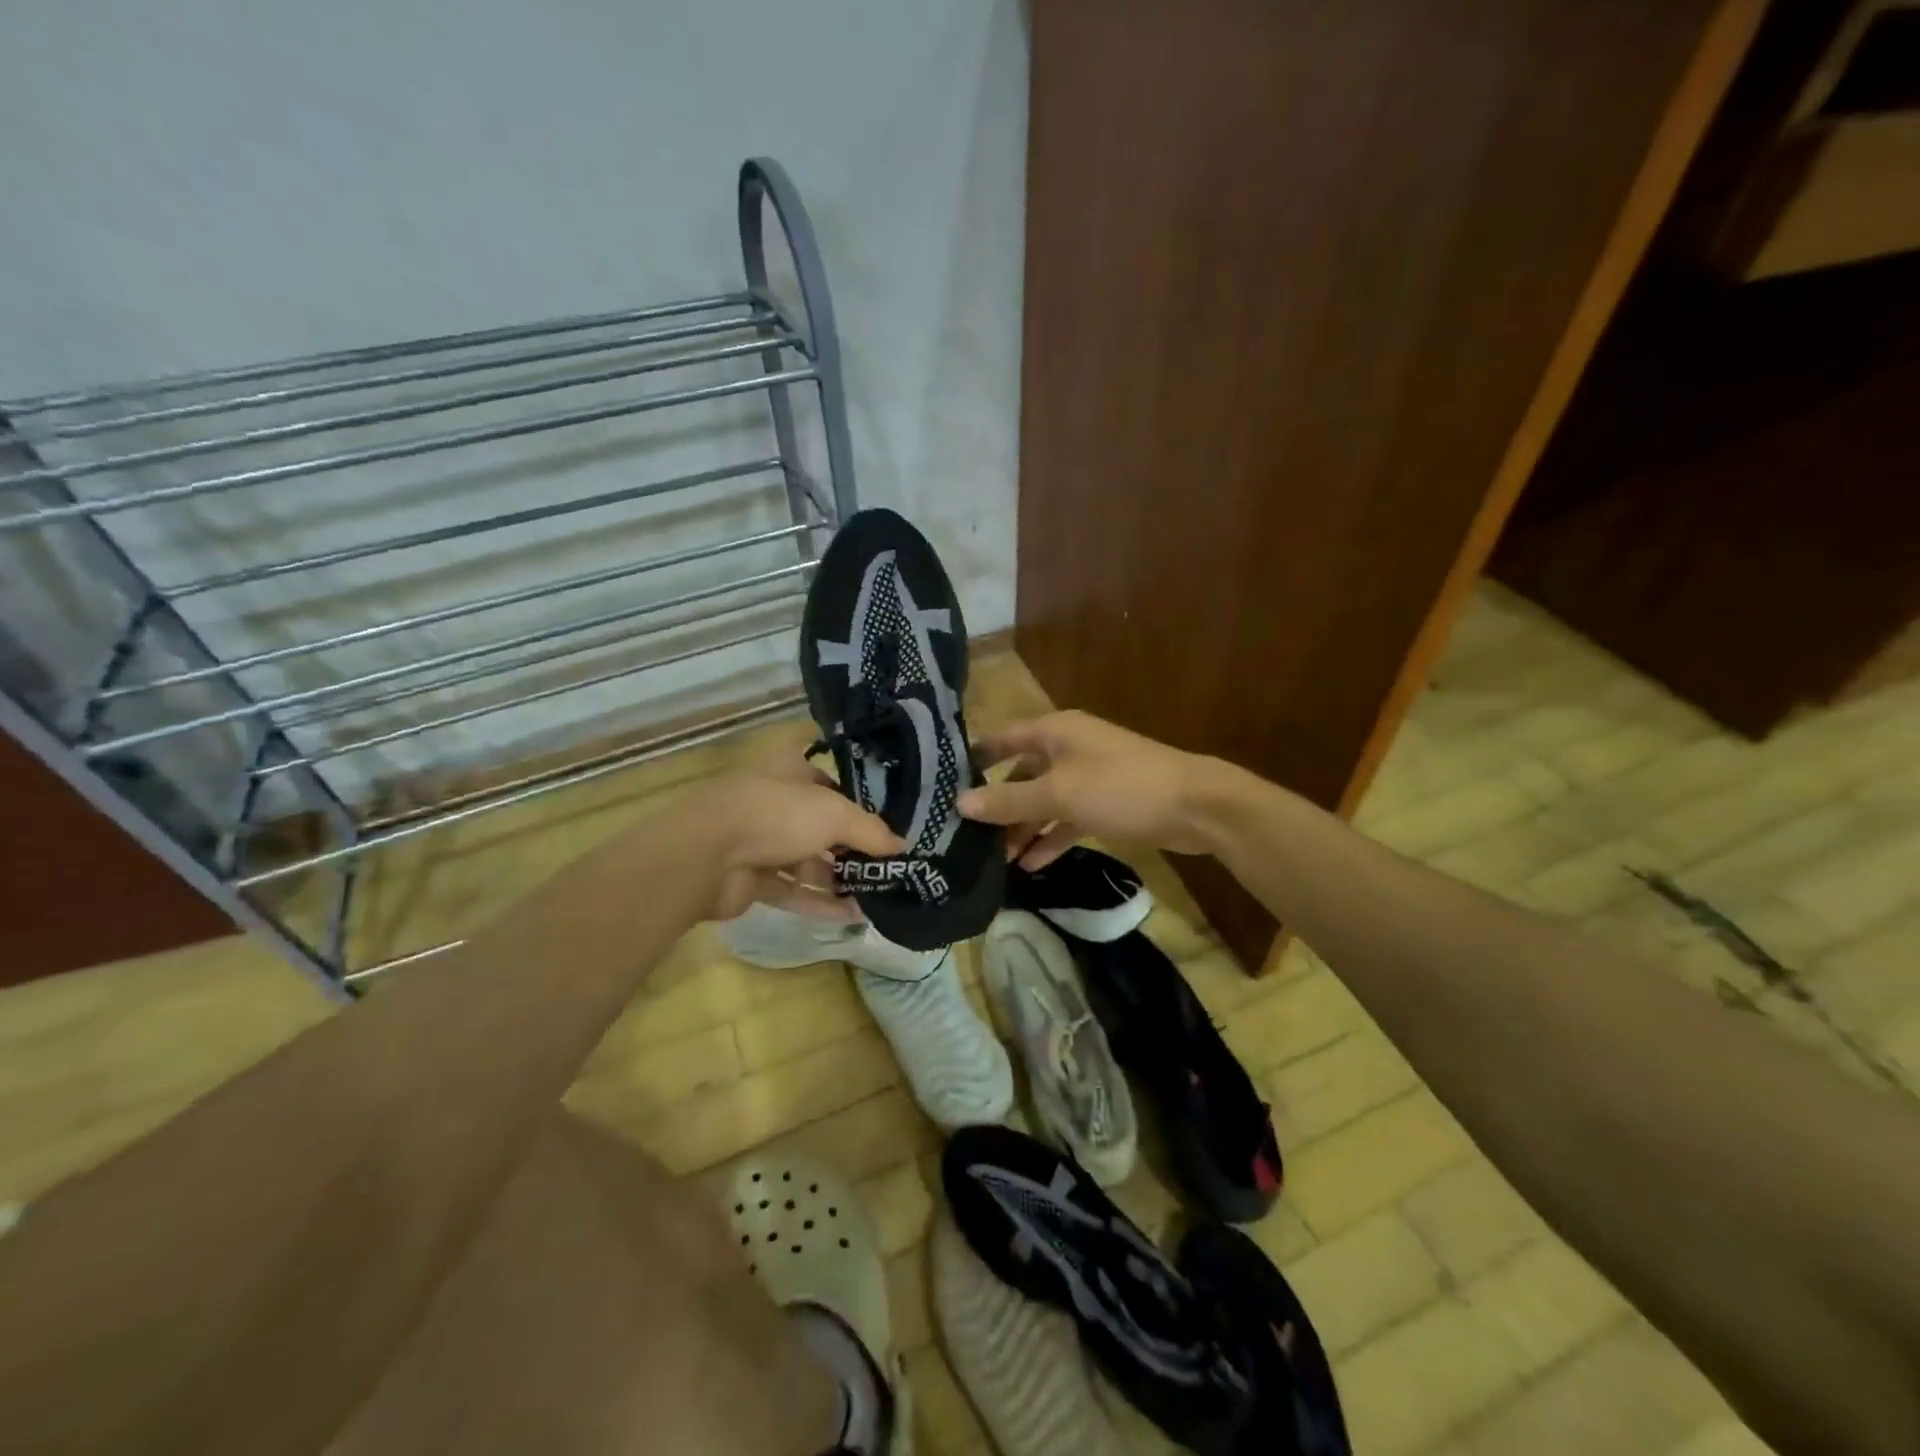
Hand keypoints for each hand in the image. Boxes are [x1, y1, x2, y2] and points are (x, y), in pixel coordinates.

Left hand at [687, 744, 902, 921]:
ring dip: (838, 878)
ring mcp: (760, 842)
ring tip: (876, 895)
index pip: (829, 782)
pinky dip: (819, 902)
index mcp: (789, 771)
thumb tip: (901, 846)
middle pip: (820, 825)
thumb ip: (871, 831)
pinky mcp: (751, 879)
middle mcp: (775, 802)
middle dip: (851, 847)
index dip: (857, 801)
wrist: (705, 855)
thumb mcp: (835, 815)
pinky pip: (793, 890)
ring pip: (807, 860)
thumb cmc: (776, 814)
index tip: (886, 824)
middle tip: (886, 866)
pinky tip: (852, 915)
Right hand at [957, 710, 1211, 868]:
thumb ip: (1009, 801)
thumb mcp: (1058, 794)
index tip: (945, 782)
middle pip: (1022, 774)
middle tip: (967, 833)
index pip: (1004, 738)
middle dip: (997, 804)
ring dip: (1023, 828)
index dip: (976, 758)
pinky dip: (1051, 838)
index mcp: (1055, 732)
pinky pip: (1068, 819)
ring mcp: (1089, 777)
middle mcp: (1068, 748)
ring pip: (1044, 801)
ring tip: (995, 858)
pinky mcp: (1106, 804)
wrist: (1195, 807)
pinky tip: (1031, 865)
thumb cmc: (1120, 788)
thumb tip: (959, 804)